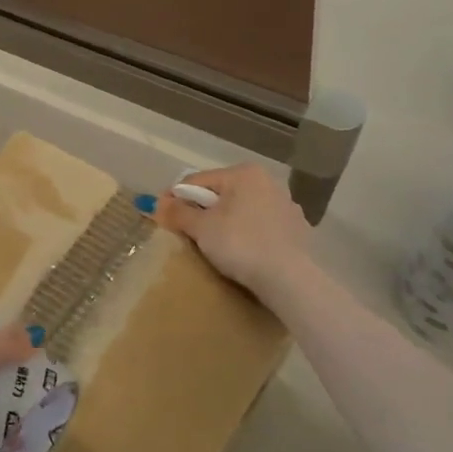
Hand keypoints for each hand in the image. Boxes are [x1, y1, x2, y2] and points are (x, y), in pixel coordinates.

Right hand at [156, 164, 312, 301]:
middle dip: (202, 210)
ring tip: (213, 246)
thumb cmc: (240, 244)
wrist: (289, 278)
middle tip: (186, 233)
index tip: (161, 217)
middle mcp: (268, 182)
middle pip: (221, 194)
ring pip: (242, 210)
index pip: (197, 181)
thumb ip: (178, 212)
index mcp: (244, 174)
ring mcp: (286, 205)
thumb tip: (156, 203)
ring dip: (225, 222)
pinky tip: (242, 253)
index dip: (176, 198)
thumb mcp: (201, 228)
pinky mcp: (296, 229)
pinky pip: (260, 226)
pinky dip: (247, 234)